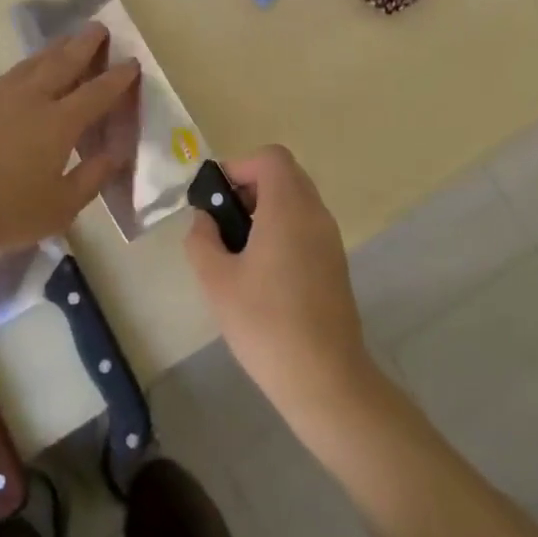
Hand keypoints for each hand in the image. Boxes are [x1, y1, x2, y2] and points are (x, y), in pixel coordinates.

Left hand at [0, 24, 138, 261]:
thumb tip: (115, 155)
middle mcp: (31, 98)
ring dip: (53, 49)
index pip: (97, 92)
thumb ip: (91, 178)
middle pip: (64, 62)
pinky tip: (22, 74)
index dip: (117, 77)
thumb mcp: (59, 207)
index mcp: (60, 123)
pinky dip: (24, 68)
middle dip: (85, 44)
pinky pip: (6, 76)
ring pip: (32, 63)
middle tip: (98, 27)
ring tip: (65, 40)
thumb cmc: (3, 211)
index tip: (130, 62)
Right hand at [185, 146, 379, 422]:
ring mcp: (330, 239)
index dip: (239, 167)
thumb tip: (205, 221)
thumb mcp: (216, 280)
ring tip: (238, 251)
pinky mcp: (335, 263)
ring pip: (296, 201)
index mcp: (289, 208)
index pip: (270, 158)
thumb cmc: (265, 323)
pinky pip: (306, 226)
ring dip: (266, 210)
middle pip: (284, 176)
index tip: (216, 200)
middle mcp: (315, 214)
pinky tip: (262, 273)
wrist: (324, 378)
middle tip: (223, 224)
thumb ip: (202, 240)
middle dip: (250, 188)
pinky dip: (282, 230)